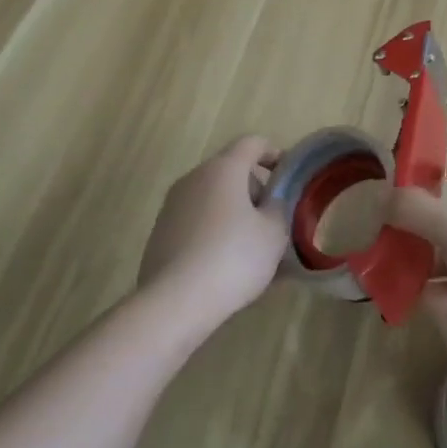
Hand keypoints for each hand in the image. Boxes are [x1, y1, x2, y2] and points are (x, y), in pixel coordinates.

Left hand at [139, 135, 288, 330]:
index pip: (253, 143)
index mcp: (224, 168)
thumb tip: (270, 203)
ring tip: (248, 246)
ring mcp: (172, 205)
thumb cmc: (233, 258)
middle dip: (254, 189)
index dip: (274, 153)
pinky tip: (221, 263)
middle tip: (271, 219)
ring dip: (232, 211)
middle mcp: (194, 178)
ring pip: (211, 196)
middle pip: (230, 170)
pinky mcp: (159, 233)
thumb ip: (279, 208)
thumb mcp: (274, 233)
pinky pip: (195, 220)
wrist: (173, 304)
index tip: (287, 177)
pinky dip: (212, 230)